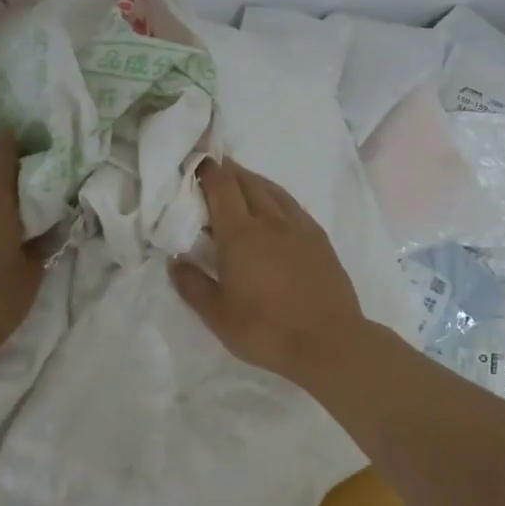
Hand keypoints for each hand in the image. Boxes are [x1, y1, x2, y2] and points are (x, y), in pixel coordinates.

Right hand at [168, 158, 365, 382]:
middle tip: (215, 168)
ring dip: (253, 180)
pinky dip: (277, 196)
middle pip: (247, 182)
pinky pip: (293, 205)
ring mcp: (298, 227)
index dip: (207, 171)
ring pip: (272, 190)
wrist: (328, 341)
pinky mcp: (318, 238)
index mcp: (240, 234)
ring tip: (241, 180)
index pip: (221, 188)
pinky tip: (275, 206)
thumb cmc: (266, 330)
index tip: (197, 163)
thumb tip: (175, 261)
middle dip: (229, 171)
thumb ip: (193, 285)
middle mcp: (269, 221)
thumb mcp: (218, 316)